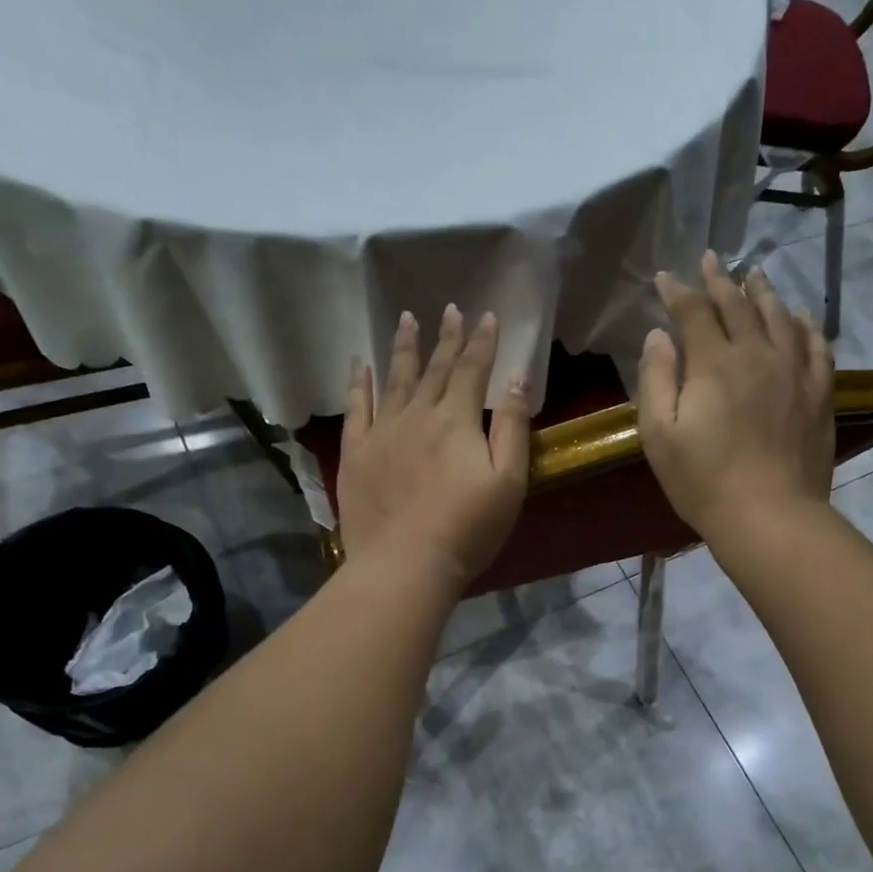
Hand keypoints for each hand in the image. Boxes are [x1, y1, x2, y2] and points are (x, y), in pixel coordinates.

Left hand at [337, 305, 530, 589]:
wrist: (405, 563)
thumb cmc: (468, 528)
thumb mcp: (508, 480)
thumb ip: (512, 426)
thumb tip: (516, 377)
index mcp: (456, 420)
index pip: (472, 370)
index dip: (482, 342)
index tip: (487, 316)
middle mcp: (417, 415)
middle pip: (434, 369)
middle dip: (445, 338)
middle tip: (448, 308)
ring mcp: (382, 432)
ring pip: (394, 379)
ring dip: (403, 348)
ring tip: (406, 319)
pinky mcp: (356, 453)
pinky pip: (356, 407)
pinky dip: (359, 382)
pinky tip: (360, 363)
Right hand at [637, 251, 834, 543]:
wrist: (769, 515)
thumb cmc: (703, 480)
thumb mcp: (659, 435)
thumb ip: (656, 379)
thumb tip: (658, 336)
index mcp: (714, 363)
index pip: (694, 312)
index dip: (678, 291)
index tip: (665, 278)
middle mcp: (757, 353)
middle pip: (738, 305)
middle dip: (719, 280)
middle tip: (710, 259)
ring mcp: (794, 370)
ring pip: (779, 316)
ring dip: (762, 292)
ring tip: (753, 275)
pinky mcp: (819, 392)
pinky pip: (816, 344)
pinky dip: (805, 324)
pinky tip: (800, 316)